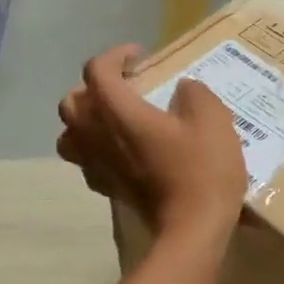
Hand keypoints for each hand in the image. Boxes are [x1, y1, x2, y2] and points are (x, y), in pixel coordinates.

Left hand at [58, 44, 248, 238]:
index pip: (97, 71)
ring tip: (115, 119)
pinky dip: (95, 148)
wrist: (193, 228)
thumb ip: (196, 94)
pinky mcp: (106, 188)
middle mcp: (97, 135)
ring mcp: (97, 165)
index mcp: (118, 111)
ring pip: (69, 134)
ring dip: (86, 120)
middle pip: (71, 101)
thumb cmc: (202, 170)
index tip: (140, 57)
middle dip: (94, 87)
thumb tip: (183, 89)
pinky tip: (122, 151)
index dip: (115, 55)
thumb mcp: (214, 120)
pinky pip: (85, 161)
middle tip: (125, 87)